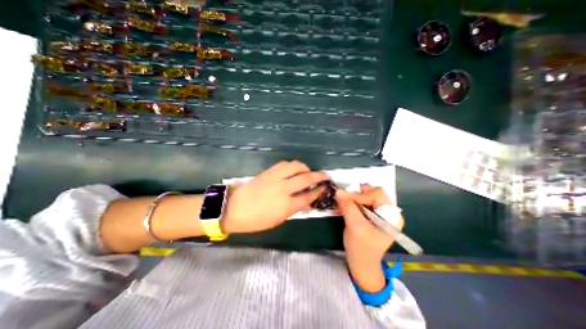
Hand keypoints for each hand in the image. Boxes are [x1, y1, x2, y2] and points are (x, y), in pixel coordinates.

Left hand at [222, 161, 328, 233]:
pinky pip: (284, 164)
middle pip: (306, 178)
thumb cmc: (256, 220)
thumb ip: (294, 209)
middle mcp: (284, 189)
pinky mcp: (268, 172)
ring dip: (305, 167)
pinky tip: (294, 169)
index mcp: (287, 205)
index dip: (319, 191)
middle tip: (325, 175)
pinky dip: (293, 165)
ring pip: (296, 166)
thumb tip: (306, 202)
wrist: (234, 208)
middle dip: (319, 176)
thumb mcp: (278, 220)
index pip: (309, 196)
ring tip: (308, 171)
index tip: (325, 188)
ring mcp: (275, 178)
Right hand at [336, 184, 405, 290]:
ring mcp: (380, 213)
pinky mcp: (371, 215)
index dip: (360, 194)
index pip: (377, 193)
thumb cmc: (362, 248)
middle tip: (343, 201)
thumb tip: (339, 191)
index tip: (345, 199)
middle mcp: (388, 211)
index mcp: (392, 215)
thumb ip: (348, 207)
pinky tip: (342, 207)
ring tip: (341, 204)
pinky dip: (351, 203)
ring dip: (351, 199)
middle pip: (371, 192)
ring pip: (364, 196)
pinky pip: (361, 202)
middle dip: (355, 195)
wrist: (362, 264)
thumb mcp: (355, 226)